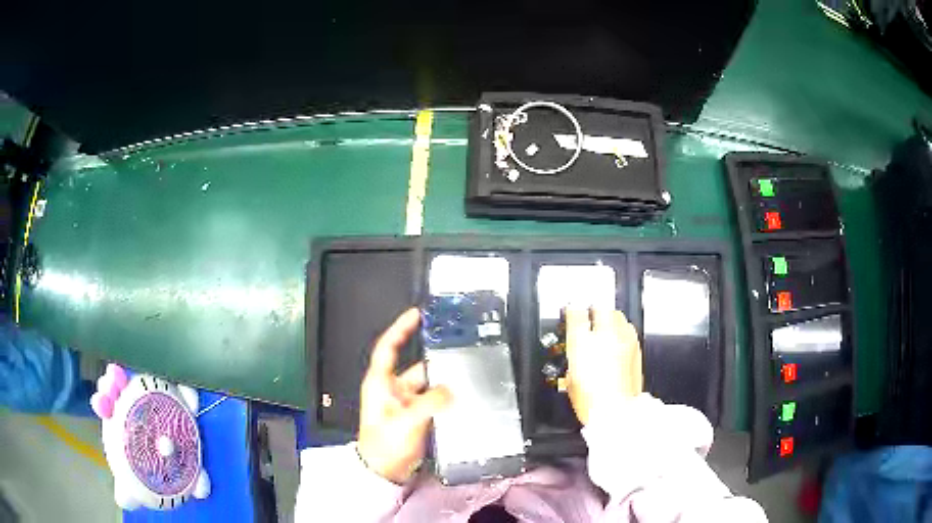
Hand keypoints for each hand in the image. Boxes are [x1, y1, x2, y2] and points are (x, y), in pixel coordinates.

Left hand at [357, 308, 451, 483]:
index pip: (388, 348)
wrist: (384, 472)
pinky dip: (444, 399)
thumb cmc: (384, 446)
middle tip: (457, 355)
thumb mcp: (406, 422)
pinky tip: (459, 400)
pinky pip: (432, 401)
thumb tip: (450, 390)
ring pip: (427, 385)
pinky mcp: (415, 417)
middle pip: (416, 367)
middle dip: (436, 363)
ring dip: (442, 385)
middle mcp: (392, 390)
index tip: (416, 314)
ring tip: (464, 380)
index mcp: (380, 384)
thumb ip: (430, 403)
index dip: (400, 328)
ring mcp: (404, 404)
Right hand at [564, 308, 643, 425]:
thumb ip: (573, 362)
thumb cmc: (592, 401)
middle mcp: (604, 336)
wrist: (616, 410)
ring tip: (607, 324)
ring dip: (610, 317)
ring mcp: (623, 340)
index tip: (572, 311)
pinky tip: (619, 338)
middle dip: (595, 309)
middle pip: (600, 308)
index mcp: (581, 343)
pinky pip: (628, 329)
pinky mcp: (636, 348)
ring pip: (617, 315)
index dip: (572, 310)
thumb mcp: (571, 381)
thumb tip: (577, 356)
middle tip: (591, 313)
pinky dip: (623, 330)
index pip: (576, 314)